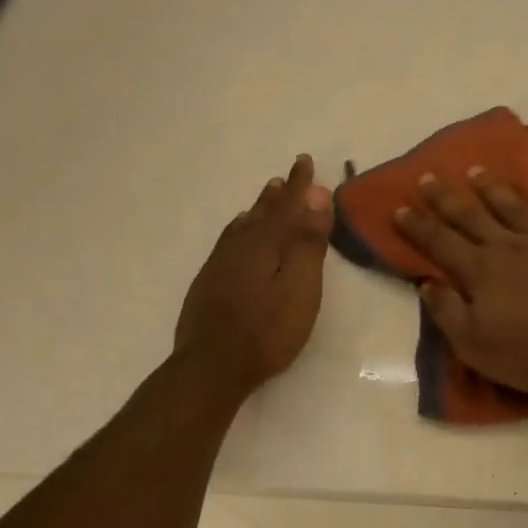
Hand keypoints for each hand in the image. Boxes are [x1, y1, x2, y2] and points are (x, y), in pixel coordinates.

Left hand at [173, 155, 332, 396]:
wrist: (212, 366)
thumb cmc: (267, 330)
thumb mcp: (300, 288)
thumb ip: (309, 243)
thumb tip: (317, 197)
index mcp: (265, 243)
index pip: (288, 205)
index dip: (300, 185)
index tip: (306, 160)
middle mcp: (240, 245)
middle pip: (263, 212)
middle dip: (279, 194)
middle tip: (288, 175)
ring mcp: (221, 264)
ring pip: (244, 225)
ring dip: (259, 208)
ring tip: (268, 194)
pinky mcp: (209, 282)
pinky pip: (229, 241)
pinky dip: (240, 229)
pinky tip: (238, 232)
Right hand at [393, 168, 527, 397]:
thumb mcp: (473, 345)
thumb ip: (447, 311)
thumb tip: (426, 283)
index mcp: (480, 270)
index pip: (440, 242)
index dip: (418, 225)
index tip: (400, 208)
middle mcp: (509, 247)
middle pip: (472, 216)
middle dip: (446, 198)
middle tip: (429, 177)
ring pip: (515, 207)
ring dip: (493, 189)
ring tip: (477, 172)